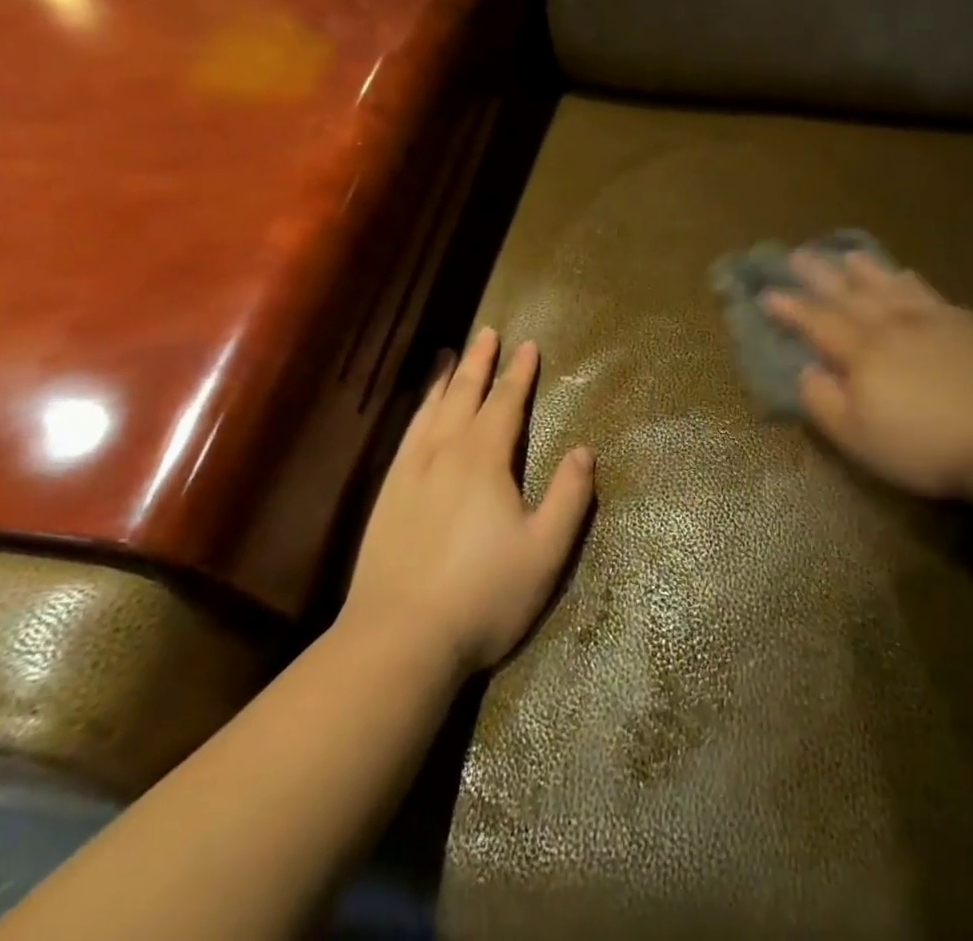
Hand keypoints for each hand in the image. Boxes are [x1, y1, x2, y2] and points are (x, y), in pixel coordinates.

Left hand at [339, 328, 593, 674]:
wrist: (398, 640)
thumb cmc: (483, 595)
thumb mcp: (545, 550)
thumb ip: (569, 496)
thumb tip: (585, 450)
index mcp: (484, 459)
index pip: (506, 403)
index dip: (520, 373)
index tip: (528, 345)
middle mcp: (445, 453)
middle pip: (465, 395)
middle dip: (480, 362)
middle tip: (488, 331)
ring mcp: (410, 473)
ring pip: (431, 410)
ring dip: (445, 380)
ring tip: (450, 355)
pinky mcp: (387, 496)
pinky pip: (406, 437)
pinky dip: (417, 412)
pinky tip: (419, 412)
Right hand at [762, 250, 972, 501]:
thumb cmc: (926, 445)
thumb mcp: (859, 437)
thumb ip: (824, 402)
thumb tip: (804, 370)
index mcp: (862, 353)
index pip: (818, 323)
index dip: (791, 308)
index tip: (768, 292)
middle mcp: (891, 326)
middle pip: (849, 294)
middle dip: (820, 275)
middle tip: (798, 254)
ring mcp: (932, 321)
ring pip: (889, 285)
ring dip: (864, 269)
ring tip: (847, 254)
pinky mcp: (967, 325)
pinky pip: (929, 293)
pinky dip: (911, 281)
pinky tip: (907, 275)